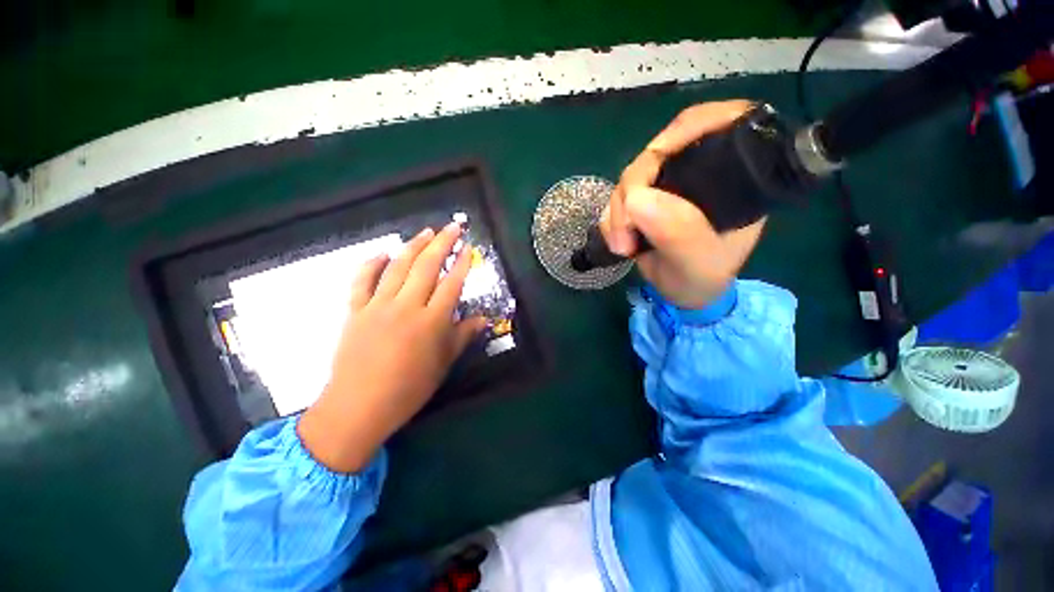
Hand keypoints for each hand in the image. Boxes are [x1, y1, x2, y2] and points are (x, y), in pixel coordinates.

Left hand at [298, 223, 486, 472]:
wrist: (359, 406)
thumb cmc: (409, 388)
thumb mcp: (443, 363)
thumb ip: (463, 336)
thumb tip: (484, 319)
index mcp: (431, 321)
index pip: (452, 284)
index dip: (462, 264)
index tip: (468, 248)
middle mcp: (407, 307)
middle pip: (427, 267)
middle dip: (442, 243)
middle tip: (452, 227)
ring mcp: (378, 306)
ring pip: (398, 267)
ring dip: (413, 246)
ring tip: (425, 232)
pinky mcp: (355, 310)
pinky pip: (362, 280)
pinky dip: (371, 264)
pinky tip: (382, 253)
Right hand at [601, 100, 766, 309]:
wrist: (681, 293)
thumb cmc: (703, 280)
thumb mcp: (698, 264)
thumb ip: (679, 234)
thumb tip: (637, 198)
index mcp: (735, 177)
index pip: (719, 124)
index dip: (684, 131)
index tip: (654, 160)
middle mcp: (701, 172)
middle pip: (661, 152)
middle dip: (633, 188)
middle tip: (625, 232)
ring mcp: (669, 185)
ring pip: (632, 176)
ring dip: (617, 210)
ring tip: (622, 246)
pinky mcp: (645, 199)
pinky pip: (618, 197)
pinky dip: (611, 218)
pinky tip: (617, 241)